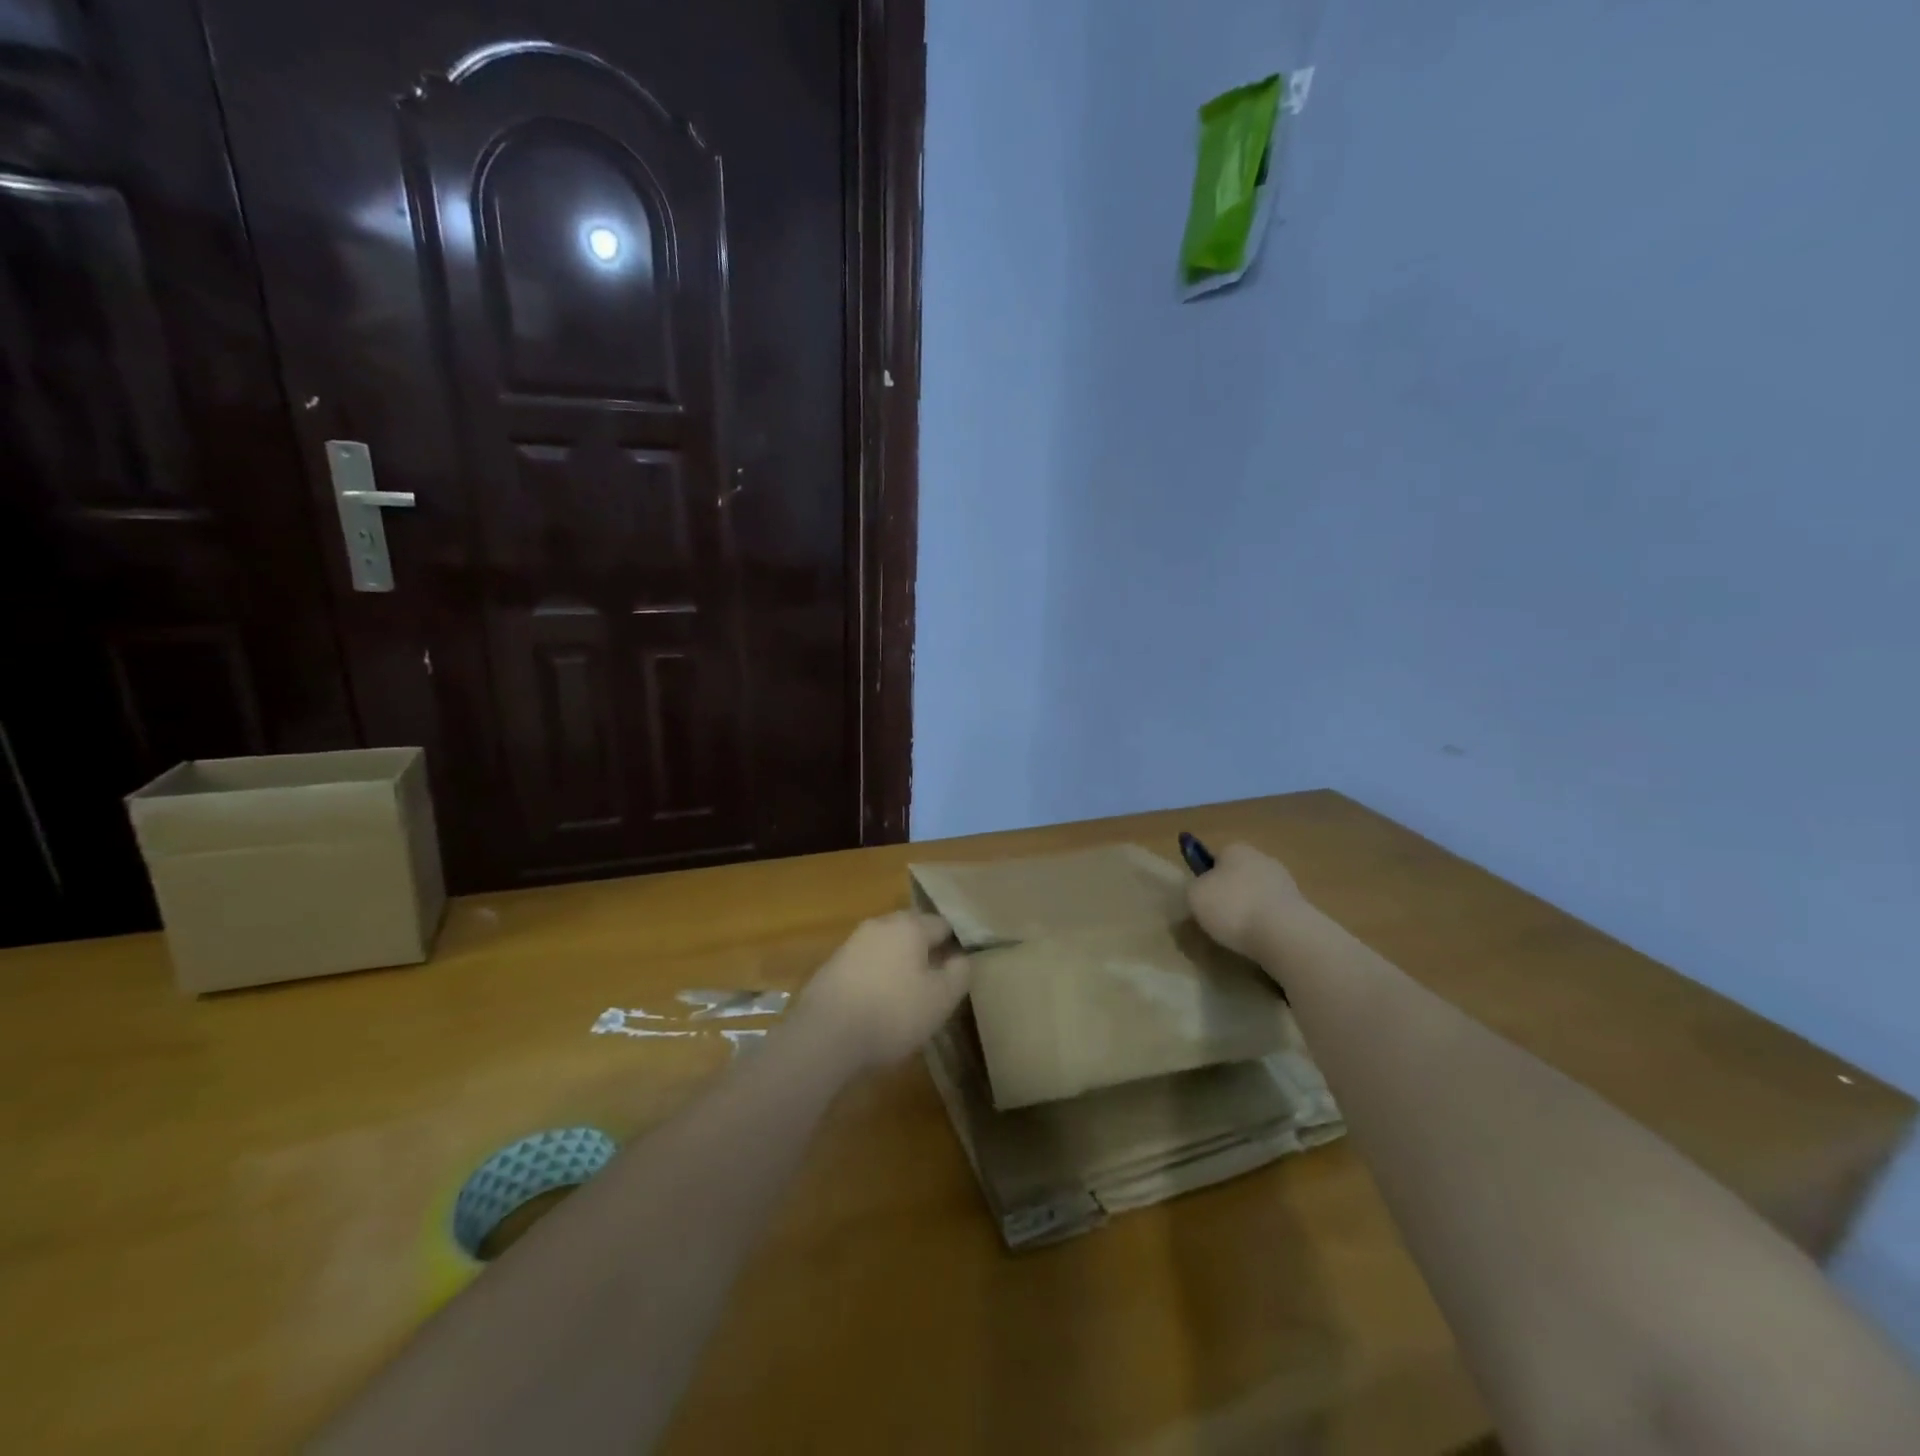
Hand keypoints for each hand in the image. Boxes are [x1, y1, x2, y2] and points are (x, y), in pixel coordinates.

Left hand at [794, 912, 971, 1072]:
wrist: (824, 1035)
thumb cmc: (892, 1013)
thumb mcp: (941, 999)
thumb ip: (959, 974)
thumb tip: (961, 958)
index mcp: (909, 926)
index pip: (942, 924)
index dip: (954, 945)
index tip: (959, 970)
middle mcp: (879, 925)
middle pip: (911, 931)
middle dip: (925, 950)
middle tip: (936, 981)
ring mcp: (851, 943)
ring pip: (886, 946)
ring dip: (899, 964)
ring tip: (907, 995)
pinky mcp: (831, 966)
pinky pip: (865, 964)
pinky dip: (876, 977)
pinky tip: (877, 1003)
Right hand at [1187, 844, 1308, 961]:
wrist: (1284, 934)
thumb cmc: (1232, 907)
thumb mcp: (1194, 895)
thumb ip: (1194, 888)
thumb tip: (1201, 890)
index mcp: (1236, 849)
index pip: (1216, 857)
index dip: (1207, 877)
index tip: (1202, 899)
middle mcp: (1262, 858)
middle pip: (1239, 875)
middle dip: (1230, 893)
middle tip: (1217, 918)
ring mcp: (1285, 882)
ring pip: (1258, 895)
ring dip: (1249, 910)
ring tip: (1238, 935)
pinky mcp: (1301, 907)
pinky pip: (1273, 913)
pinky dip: (1266, 925)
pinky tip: (1259, 941)